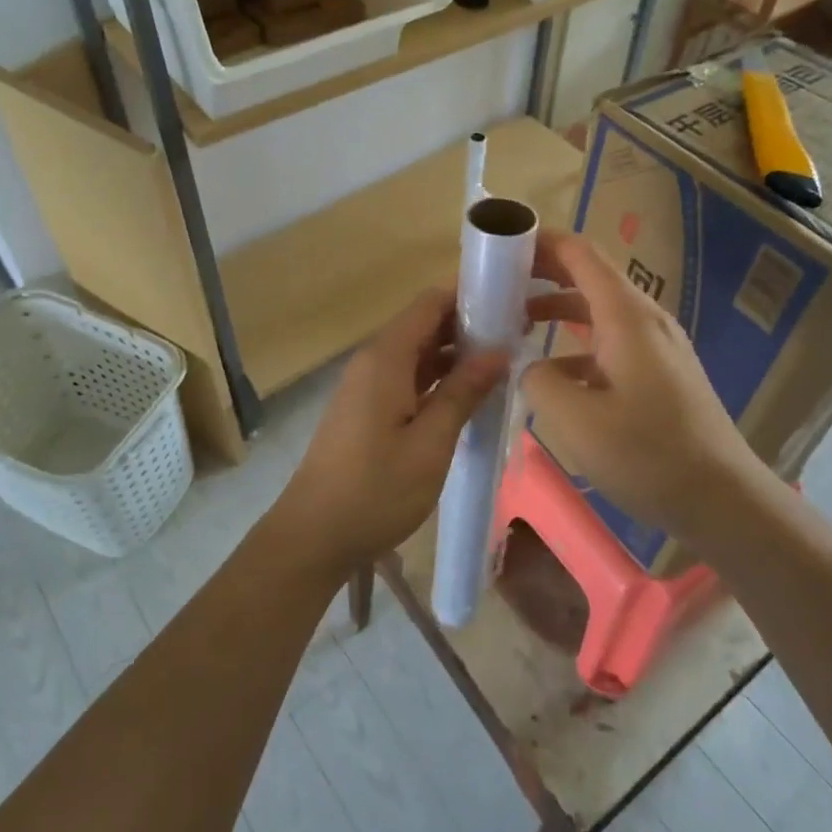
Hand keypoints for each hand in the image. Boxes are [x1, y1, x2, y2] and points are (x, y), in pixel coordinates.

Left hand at [272, 288, 507, 577]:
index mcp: (386, 357)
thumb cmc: (376, 489)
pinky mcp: (366, 409)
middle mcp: (374, 361)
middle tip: (518, 335)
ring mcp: (367, 386)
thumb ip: (464, 391)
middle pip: (424, 325)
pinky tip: (468, 395)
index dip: (469, 296)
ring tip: (503, 362)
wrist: (313, 535)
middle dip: (468, 325)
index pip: (430, 303)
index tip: (511, 302)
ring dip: (455, 354)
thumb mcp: (431, 442)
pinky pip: (407, 377)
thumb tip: (499, 350)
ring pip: (417, 353)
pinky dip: (438, 378)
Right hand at [521, 231, 765, 538]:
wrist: (724, 499)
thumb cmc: (649, 454)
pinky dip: (575, 344)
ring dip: (556, 310)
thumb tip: (530, 367)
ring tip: (513, 325)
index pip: (578, 252)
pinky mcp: (659, 373)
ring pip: (597, 311)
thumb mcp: (576, 420)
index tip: (499, 249)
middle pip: (587, 276)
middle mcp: (643, 318)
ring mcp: (655, 346)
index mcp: (625, 315)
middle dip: (540, 274)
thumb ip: (538, 381)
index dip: (538, 242)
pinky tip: (552, 375)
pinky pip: (610, 342)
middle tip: (495, 285)